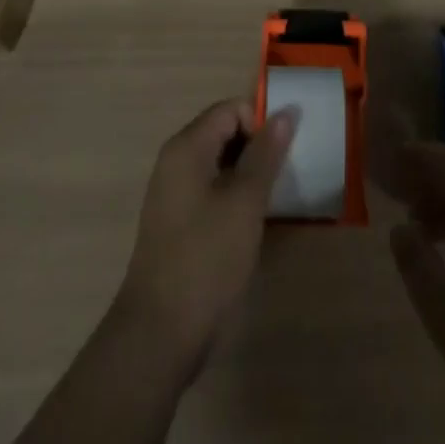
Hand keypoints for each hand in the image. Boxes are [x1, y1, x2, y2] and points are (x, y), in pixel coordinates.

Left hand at [111, 99, 295, 380]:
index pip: (231, 109)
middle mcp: (175, 161)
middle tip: (284, 175)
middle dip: (257, 147)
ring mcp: (173, 193)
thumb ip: (266, 153)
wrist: (159, 334)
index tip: (285, 154)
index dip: (261, 123)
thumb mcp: (245, 202)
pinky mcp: (177, 222)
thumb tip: (286, 111)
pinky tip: (252, 222)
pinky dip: (233, 196)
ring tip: (274, 198)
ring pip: (219, 163)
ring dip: (248, 173)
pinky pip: (211, 190)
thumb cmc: (206, 258)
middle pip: (224, 132)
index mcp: (187, 147)